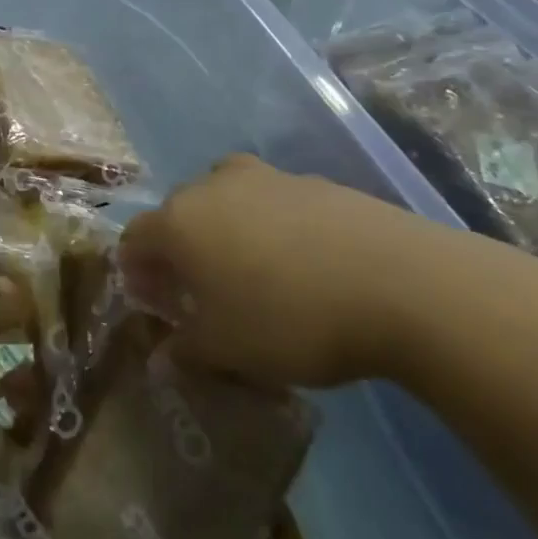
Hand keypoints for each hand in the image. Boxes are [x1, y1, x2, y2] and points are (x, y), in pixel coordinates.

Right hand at [119, 154, 469, 387]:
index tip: (156, 305)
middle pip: (178, 214)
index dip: (137, 272)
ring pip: (226, 201)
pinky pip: (274, 203)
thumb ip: (185, 351)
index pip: (134, 239)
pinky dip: (273, 227)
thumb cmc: (290, 319)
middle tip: (202, 292)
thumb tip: (160, 360)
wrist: (403, 284)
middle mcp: (212, 186)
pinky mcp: (314, 181)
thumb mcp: (229, 350)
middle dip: (180, 251)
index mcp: (178, 221)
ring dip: (226, 232)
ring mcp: (265, 177)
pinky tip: (305, 265)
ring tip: (254, 273)